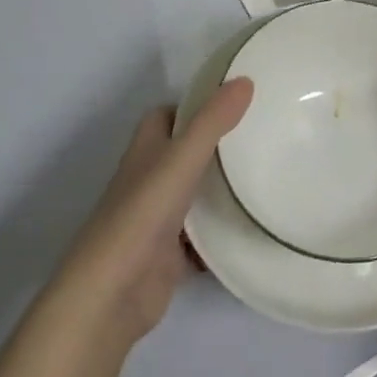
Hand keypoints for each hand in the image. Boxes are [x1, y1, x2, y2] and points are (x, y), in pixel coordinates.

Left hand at [44, 78, 252, 353]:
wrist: (111, 296)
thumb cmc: (142, 216)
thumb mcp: (182, 159)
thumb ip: (212, 122)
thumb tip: (245, 80)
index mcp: (145, 152)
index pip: (166, 116)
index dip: (193, 106)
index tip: (233, 103)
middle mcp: (149, 181)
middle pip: (183, 154)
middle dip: (216, 146)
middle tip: (260, 136)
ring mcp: (158, 220)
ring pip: (195, 195)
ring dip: (221, 189)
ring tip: (266, 175)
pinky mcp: (169, 255)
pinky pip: (203, 237)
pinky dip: (223, 232)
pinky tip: (253, 227)